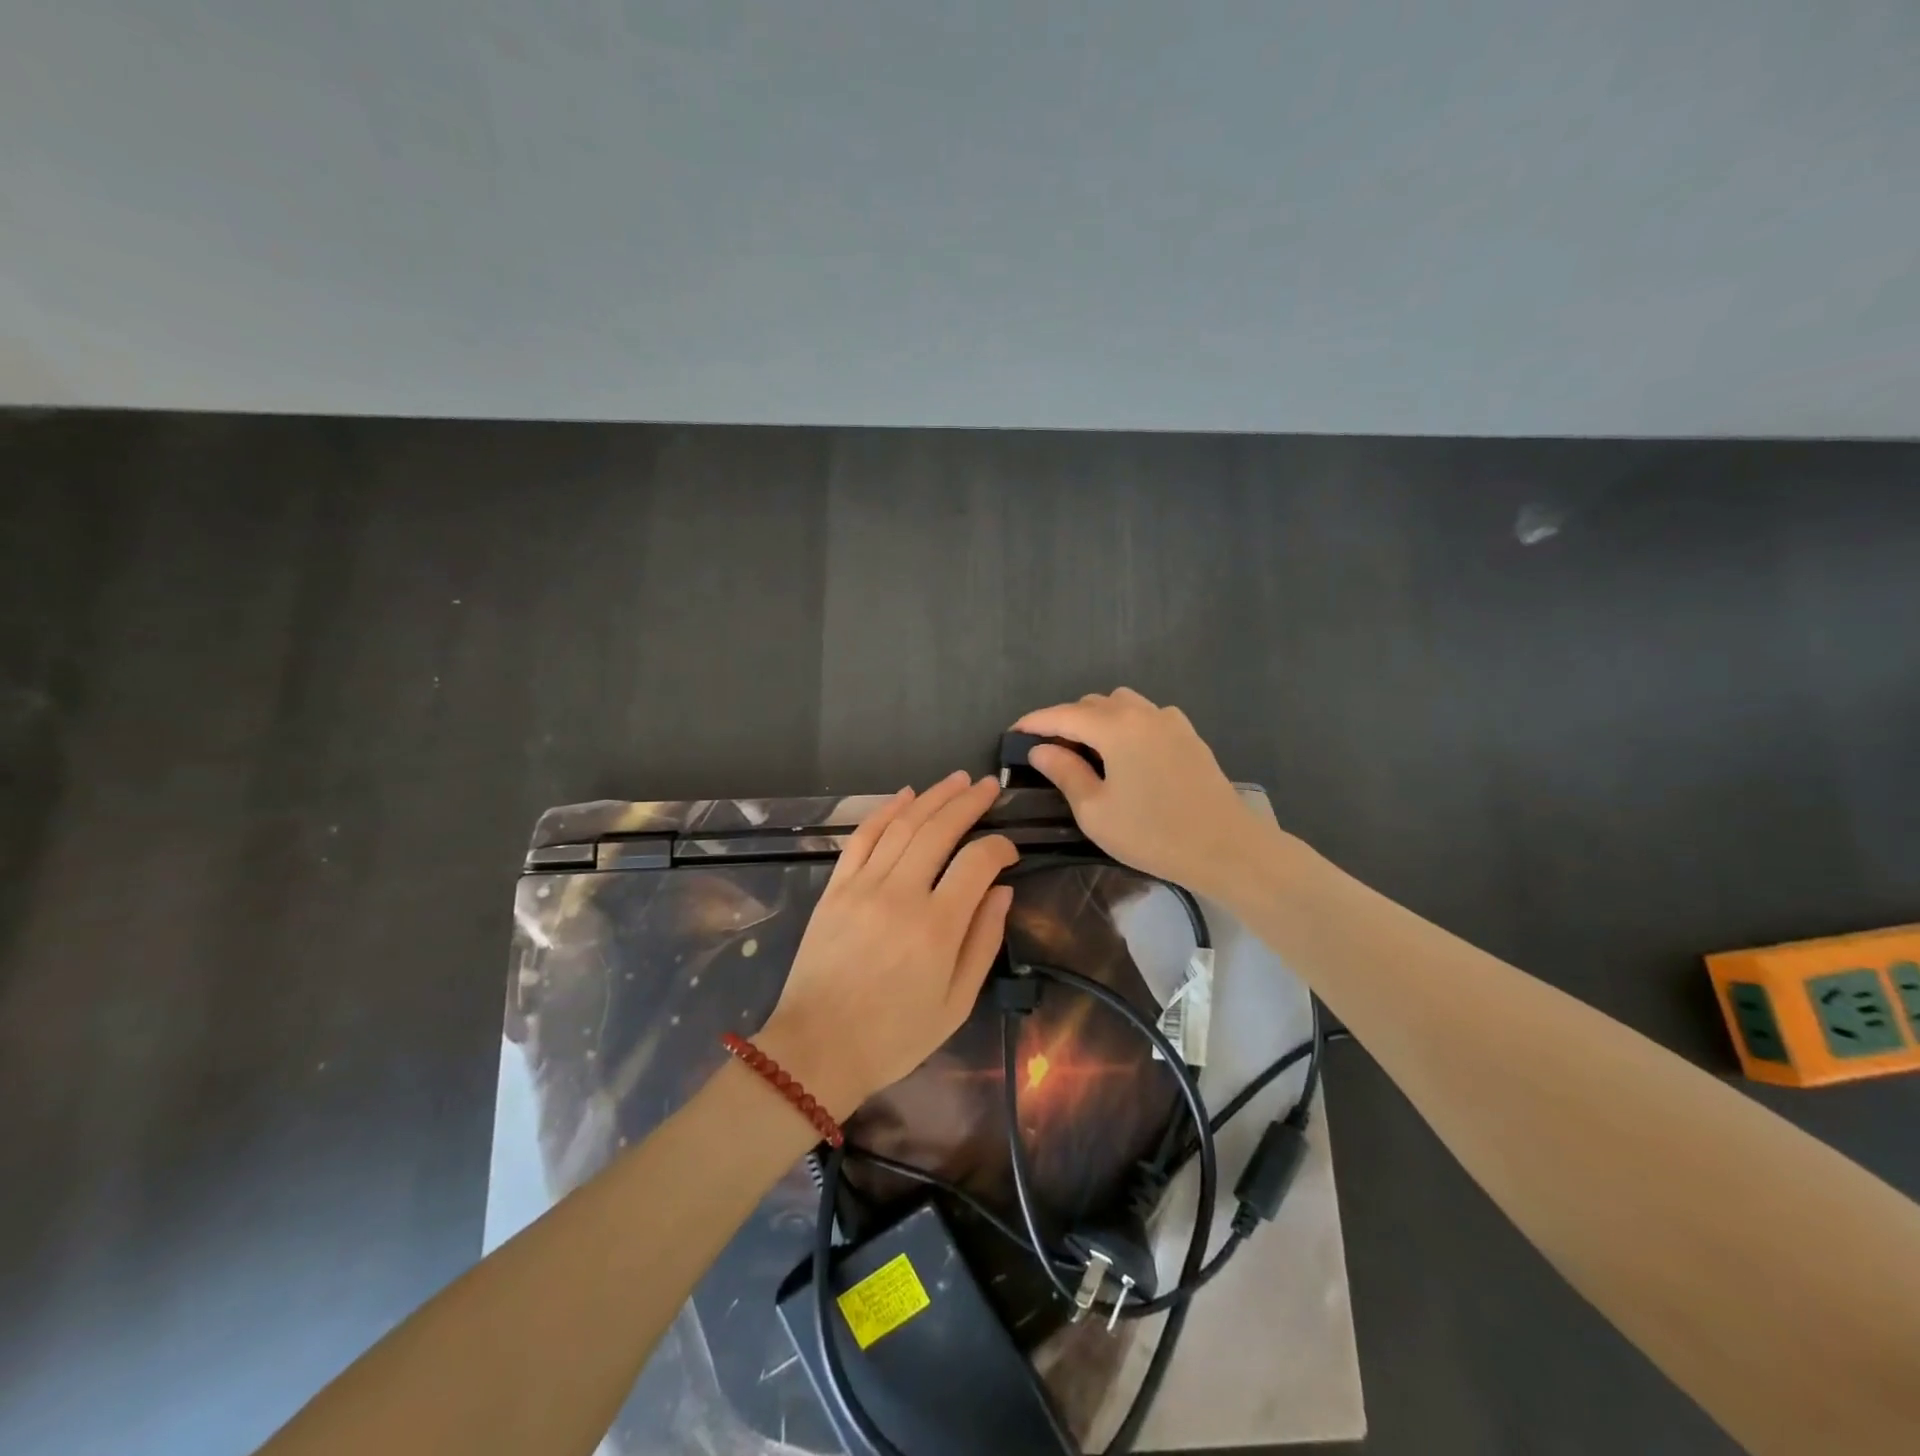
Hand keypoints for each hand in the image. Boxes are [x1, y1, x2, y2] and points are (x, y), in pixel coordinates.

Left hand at [756, 772, 1016, 1118]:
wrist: (818, 1048)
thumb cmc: (894, 1036)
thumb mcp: (956, 1004)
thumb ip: (983, 941)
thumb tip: (1002, 890)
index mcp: (937, 927)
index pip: (978, 862)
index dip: (1001, 847)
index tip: (1011, 851)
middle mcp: (900, 894)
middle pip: (940, 830)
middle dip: (969, 802)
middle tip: (989, 786)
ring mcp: (863, 886)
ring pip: (903, 825)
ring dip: (933, 797)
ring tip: (957, 780)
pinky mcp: (836, 887)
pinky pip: (863, 837)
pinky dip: (886, 811)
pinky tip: (906, 795)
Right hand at [1014, 689, 1277, 899]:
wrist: (1227, 848)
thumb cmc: (1154, 833)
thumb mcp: (1096, 811)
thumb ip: (1065, 773)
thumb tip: (1040, 750)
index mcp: (1116, 727)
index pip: (1063, 714)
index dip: (1034, 722)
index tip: (1013, 733)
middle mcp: (1142, 713)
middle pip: (1093, 704)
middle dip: (1066, 720)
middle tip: (1049, 750)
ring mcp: (1171, 721)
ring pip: (1123, 704)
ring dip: (1098, 718)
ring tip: (1087, 749)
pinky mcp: (1190, 736)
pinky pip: (1148, 716)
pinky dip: (1127, 724)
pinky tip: (1127, 753)